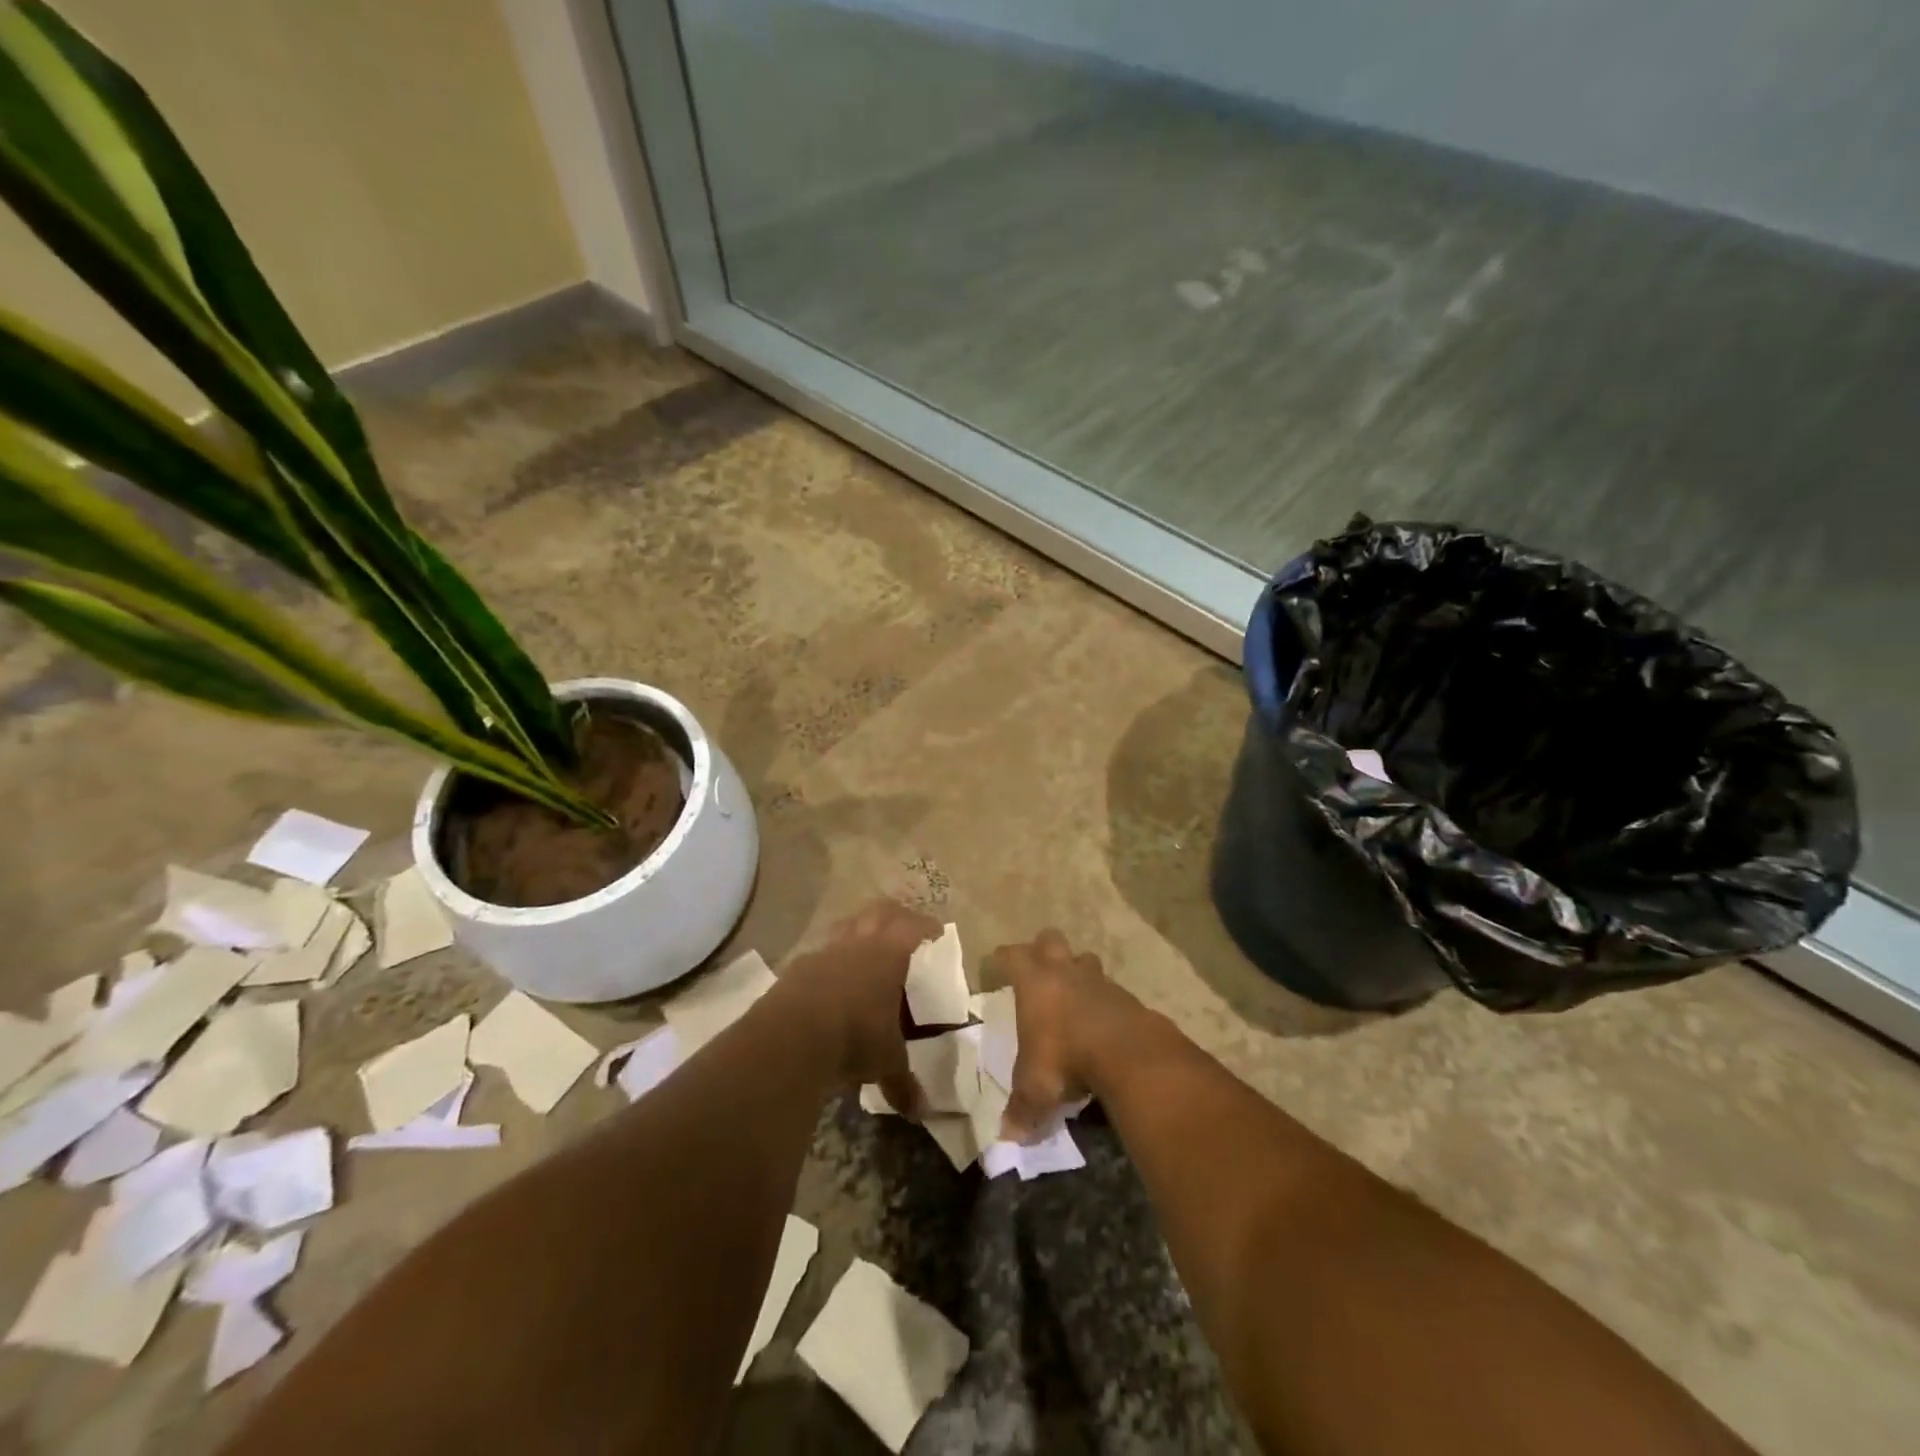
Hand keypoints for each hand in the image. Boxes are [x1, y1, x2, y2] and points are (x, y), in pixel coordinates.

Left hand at [779, 900, 939, 1116]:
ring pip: (846, 924)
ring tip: (866, 945)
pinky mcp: (798, 966)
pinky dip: (831, 957)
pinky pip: (820, 951)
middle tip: (904, 927)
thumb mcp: (886, 1062)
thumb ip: (903, 1082)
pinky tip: (832, 976)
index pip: (913, 926)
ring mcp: (824, 951)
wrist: (791, 1036)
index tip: (937, 931)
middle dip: (894, 915)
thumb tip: (920, 1113)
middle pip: (879, 911)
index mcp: (889, 954)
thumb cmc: (854, 1037)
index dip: (927, 926)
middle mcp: (858, 943)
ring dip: (859, 929)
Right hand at [985, 929, 1143, 1141]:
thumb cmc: (1067, 1059)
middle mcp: (1065, 973)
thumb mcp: (1037, 1090)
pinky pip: (1112, 991)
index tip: (997, 965)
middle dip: (1043, 950)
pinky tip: (1104, 1025)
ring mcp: (1100, 981)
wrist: (1130, 1055)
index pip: (1012, 956)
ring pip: (1085, 960)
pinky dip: (1106, 1002)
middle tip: (1039, 972)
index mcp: (1035, 984)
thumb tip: (1008, 1137)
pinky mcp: (1128, 998)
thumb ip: (1022, 1110)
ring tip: (1074, 996)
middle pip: (1051, 939)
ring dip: (1078, 972)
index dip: (1003, 959)